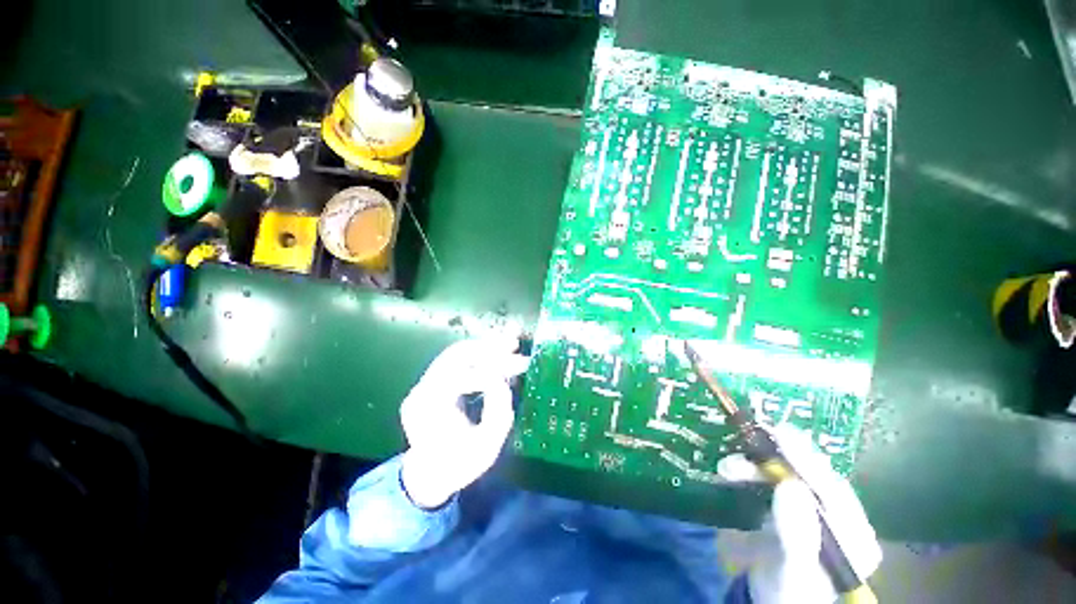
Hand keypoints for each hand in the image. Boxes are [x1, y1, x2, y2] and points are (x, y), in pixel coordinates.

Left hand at [399, 337, 529, 508]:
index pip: (462, 376)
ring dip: (485, 346)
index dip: (493, 370)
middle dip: (489, 348)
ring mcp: (425, 383)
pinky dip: (479, 353)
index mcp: (430, 408)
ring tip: (510, 342)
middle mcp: (423, 389)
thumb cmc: (459, 465)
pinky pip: (457, 360)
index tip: (520, 368)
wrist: (430, 475)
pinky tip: (497, 349)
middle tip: (515, 344)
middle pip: (457, 356)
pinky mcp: (433, 381)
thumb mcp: (486, 448)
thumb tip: (503, 380)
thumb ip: (498, 413)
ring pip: (457, 353)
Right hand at [719, 426, 881, 603]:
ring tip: (728, 467)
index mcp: (855, 537)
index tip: (781, 435)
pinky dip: (751, 473)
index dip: (807, 461)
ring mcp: (815, 512)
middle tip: (752, 438)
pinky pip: (772, 481)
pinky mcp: (792, 508)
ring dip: (756, 467)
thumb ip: (797, 533)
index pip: (834, 491)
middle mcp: (840, 518)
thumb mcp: (793, 570)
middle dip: (776, 460)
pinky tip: (733, 472)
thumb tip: (790, 485)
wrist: (770, 601)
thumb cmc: (788, 593)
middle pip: (811, 477)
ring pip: (788, 476)